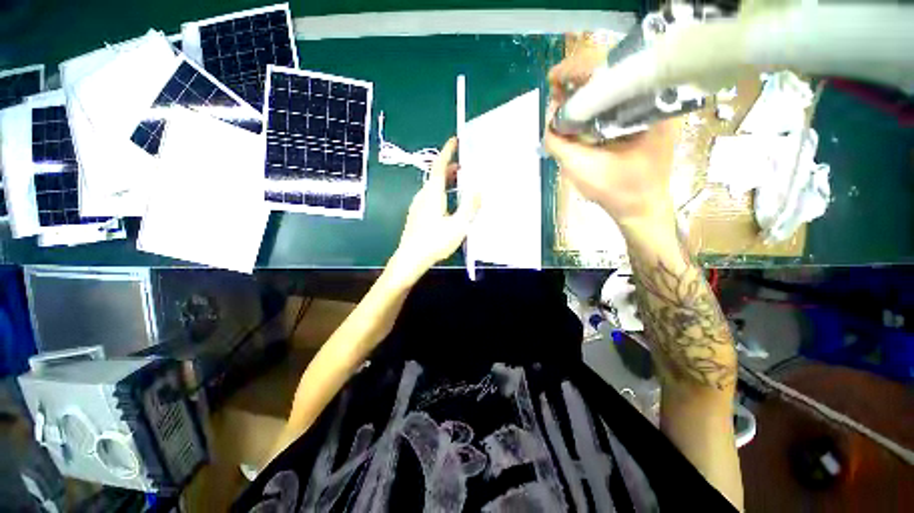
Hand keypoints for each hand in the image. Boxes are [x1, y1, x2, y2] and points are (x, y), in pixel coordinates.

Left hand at [388, 138, 479, 284]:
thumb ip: (469, 207)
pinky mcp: (416, 215)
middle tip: (465, 167)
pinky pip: (429, 196)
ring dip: (445, 181)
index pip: (439, 166)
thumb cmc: (435, 242)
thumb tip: (478, 189)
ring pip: (432, 187)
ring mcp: (417, 206)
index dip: (447, 152)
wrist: (410, 259)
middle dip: (449, 168)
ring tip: (459, 184)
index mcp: (432, 193)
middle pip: (435, 175)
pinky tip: (448, 203)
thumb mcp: (458, 225)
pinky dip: (440, 191)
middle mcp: (422, 195)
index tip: (455, 140)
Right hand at [543, 49, 681, 230]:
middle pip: (611, 75)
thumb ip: (559, 144)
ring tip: (561, 100)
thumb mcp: (582, 169)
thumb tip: (548, 122)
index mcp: (643, 107)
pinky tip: (577, 114)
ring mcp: (647, 112)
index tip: (554, 77)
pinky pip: (614, 105)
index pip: (610, 70)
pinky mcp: (641, 122)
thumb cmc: (618, 191)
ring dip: (584, 93)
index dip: (577, 69)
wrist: (642, 208)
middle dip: (579, 81)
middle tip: (555, 89)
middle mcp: (650, 102)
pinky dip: (593, 107)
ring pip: (611, 89)